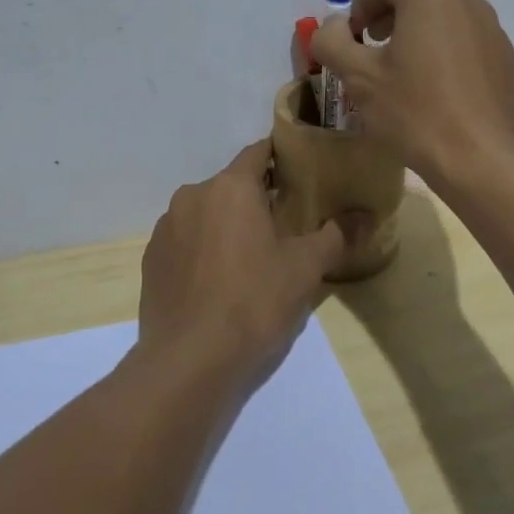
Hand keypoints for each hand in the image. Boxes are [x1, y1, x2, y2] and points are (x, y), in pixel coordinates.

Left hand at [136, 140, 359, 385]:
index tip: (300, 173)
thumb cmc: (254, 302)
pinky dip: (202, 249)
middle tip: (284, 226)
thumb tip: (361, 217)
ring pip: (206, 213)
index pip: (259, 152)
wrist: (189, 361)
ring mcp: (166, 227)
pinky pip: (185, 241)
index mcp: (230, 187)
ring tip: (250, 259)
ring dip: (227, 225)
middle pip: (232, 185)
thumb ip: (334, 235)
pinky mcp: (151, 259)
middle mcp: (192, 195)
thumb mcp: (305, 269)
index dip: (281, 158)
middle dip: (256, 199)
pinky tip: (217, 282)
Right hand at [311, 0, 513, 189]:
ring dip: (419, 29)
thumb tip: (333, 25)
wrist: (483, 160)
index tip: (351, 39)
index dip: (361, 7)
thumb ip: (333, 42)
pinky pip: (467, 40)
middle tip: (374, 45)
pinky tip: (436, 90)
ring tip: (403, 68)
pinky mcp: (506, 58)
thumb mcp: (359, 78)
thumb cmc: (416, 112)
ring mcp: (493, 28)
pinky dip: (446, 50)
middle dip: (391, 12)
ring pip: (447, 14)